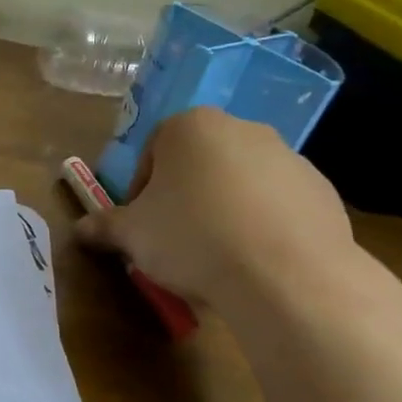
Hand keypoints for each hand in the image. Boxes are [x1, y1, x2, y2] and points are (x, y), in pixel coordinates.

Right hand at [76, 107, 354, 307]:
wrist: (286, 275)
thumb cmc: (192, 238)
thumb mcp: (132, 236)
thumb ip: (104, 226)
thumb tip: (79, 229)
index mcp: (189, 126)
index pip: (151, 154)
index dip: (141, 193)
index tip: (143, 227)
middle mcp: (241, 128)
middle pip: (198, 164)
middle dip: (184, 198)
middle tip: (176, 242)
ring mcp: (289, 156)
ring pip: (240, 183)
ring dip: (224, 211)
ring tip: (219, 258)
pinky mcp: (322, 190)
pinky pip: (278, 205)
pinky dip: (264, 226)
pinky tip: (256, 262)